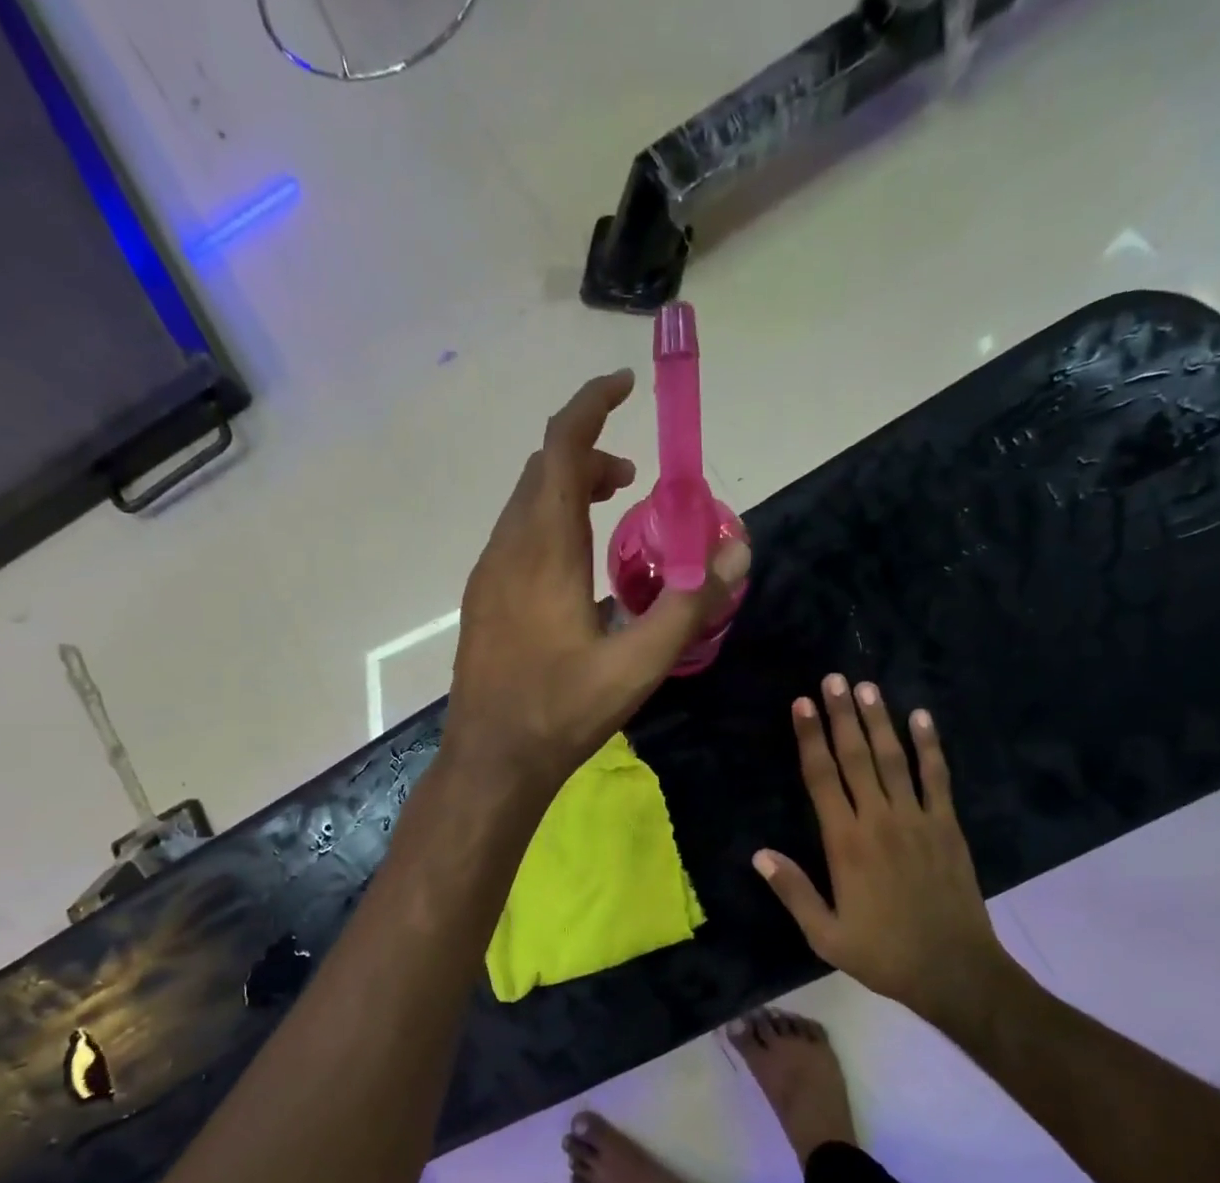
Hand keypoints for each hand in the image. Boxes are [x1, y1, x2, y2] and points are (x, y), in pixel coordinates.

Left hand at [443, 370, 749, 796]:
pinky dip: (548, 522)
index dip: (591, 405)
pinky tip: (576, 567)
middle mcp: (508, 549)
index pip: (559, 448)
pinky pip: (515, 536)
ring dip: (566, 490)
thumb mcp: (638, 665)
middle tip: (633, 477)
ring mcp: (488, 575)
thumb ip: (689, 605)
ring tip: (611, 511)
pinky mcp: (482, 600)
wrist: (491, 760)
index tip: (625, 385)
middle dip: (586, 453)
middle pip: (541, 470)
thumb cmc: (561, 712)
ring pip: (524, 504)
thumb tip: (737, 552)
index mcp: (544, 550)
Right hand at [754, 674, 1031, 1029]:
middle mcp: (879, 820)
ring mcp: (918, 820)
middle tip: (832, 679)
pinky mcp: (948, 827)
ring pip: (893, 759)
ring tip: (866, 687)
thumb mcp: (825, 934)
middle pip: (856, 757)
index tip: (802, 705)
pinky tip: (922, 718)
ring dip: (878, 721)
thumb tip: (759, 854)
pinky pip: (937, 778)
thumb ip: (793, 890)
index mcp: (846, 843)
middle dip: (841, 715)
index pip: (822, 778)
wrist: (955, 971)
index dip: (810, 738)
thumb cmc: (883, 953)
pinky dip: (930, 747)